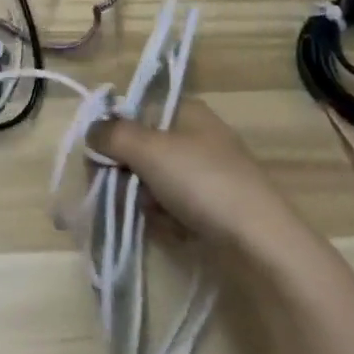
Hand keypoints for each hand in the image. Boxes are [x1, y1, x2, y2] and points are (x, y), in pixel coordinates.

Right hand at [86, 96, 309, 260]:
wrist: (261, 243)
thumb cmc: (202, 182)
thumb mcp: (149, 149)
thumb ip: (113, 134)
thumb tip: (92, 129)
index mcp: (188, 111)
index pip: (137, 110)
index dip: (114, 131)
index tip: (98, 157)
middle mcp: (198, 137)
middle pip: (143, 148)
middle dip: (127, 172)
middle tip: (119, 190)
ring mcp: (208, 174)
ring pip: (155, 181)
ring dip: (144, 199)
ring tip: (151, 215)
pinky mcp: (215, 209)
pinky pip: (174, 207)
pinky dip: (166, 219)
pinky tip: (171, 230)